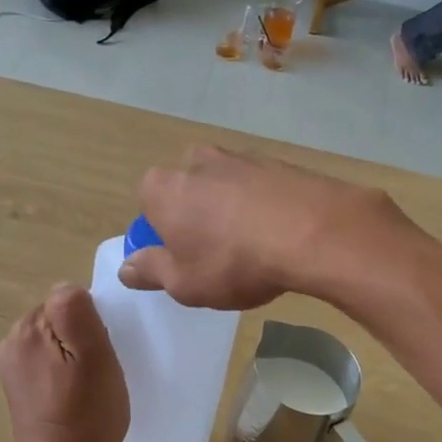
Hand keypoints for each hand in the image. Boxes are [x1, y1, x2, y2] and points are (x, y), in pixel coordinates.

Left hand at [0, 284, 127, 441]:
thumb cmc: (86, 417)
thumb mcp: (95, 358)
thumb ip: (78, 313)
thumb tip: (69, 288)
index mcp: (29, 329)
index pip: (70, 299)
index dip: (93, 322)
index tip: (102, 352)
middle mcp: (13, 341)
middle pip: (60, 318)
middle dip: (82, 337)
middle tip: (99, 371)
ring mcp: (12, 366)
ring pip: (56, 340)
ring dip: (75, 355)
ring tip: (89, 386)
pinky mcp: (18, 387)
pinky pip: (49, 361)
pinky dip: (66, 371)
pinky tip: (76, 396)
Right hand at [120, 146, 406, 310]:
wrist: (313, 232)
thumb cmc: (234, 262)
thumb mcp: (184, 283)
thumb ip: (150, 271)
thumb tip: (127, 267)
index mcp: (162, 187)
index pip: (148, 205)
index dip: (162, 234)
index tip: (181, 261)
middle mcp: (196, 161)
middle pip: (187, 192)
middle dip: (196, 219)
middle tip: (217, 256)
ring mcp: (240, 157)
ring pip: (224, 188)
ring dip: (231, 212)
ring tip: (254, 249)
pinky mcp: (278, 162)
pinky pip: (259, 188)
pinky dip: (263, 207)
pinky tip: (280, 235)